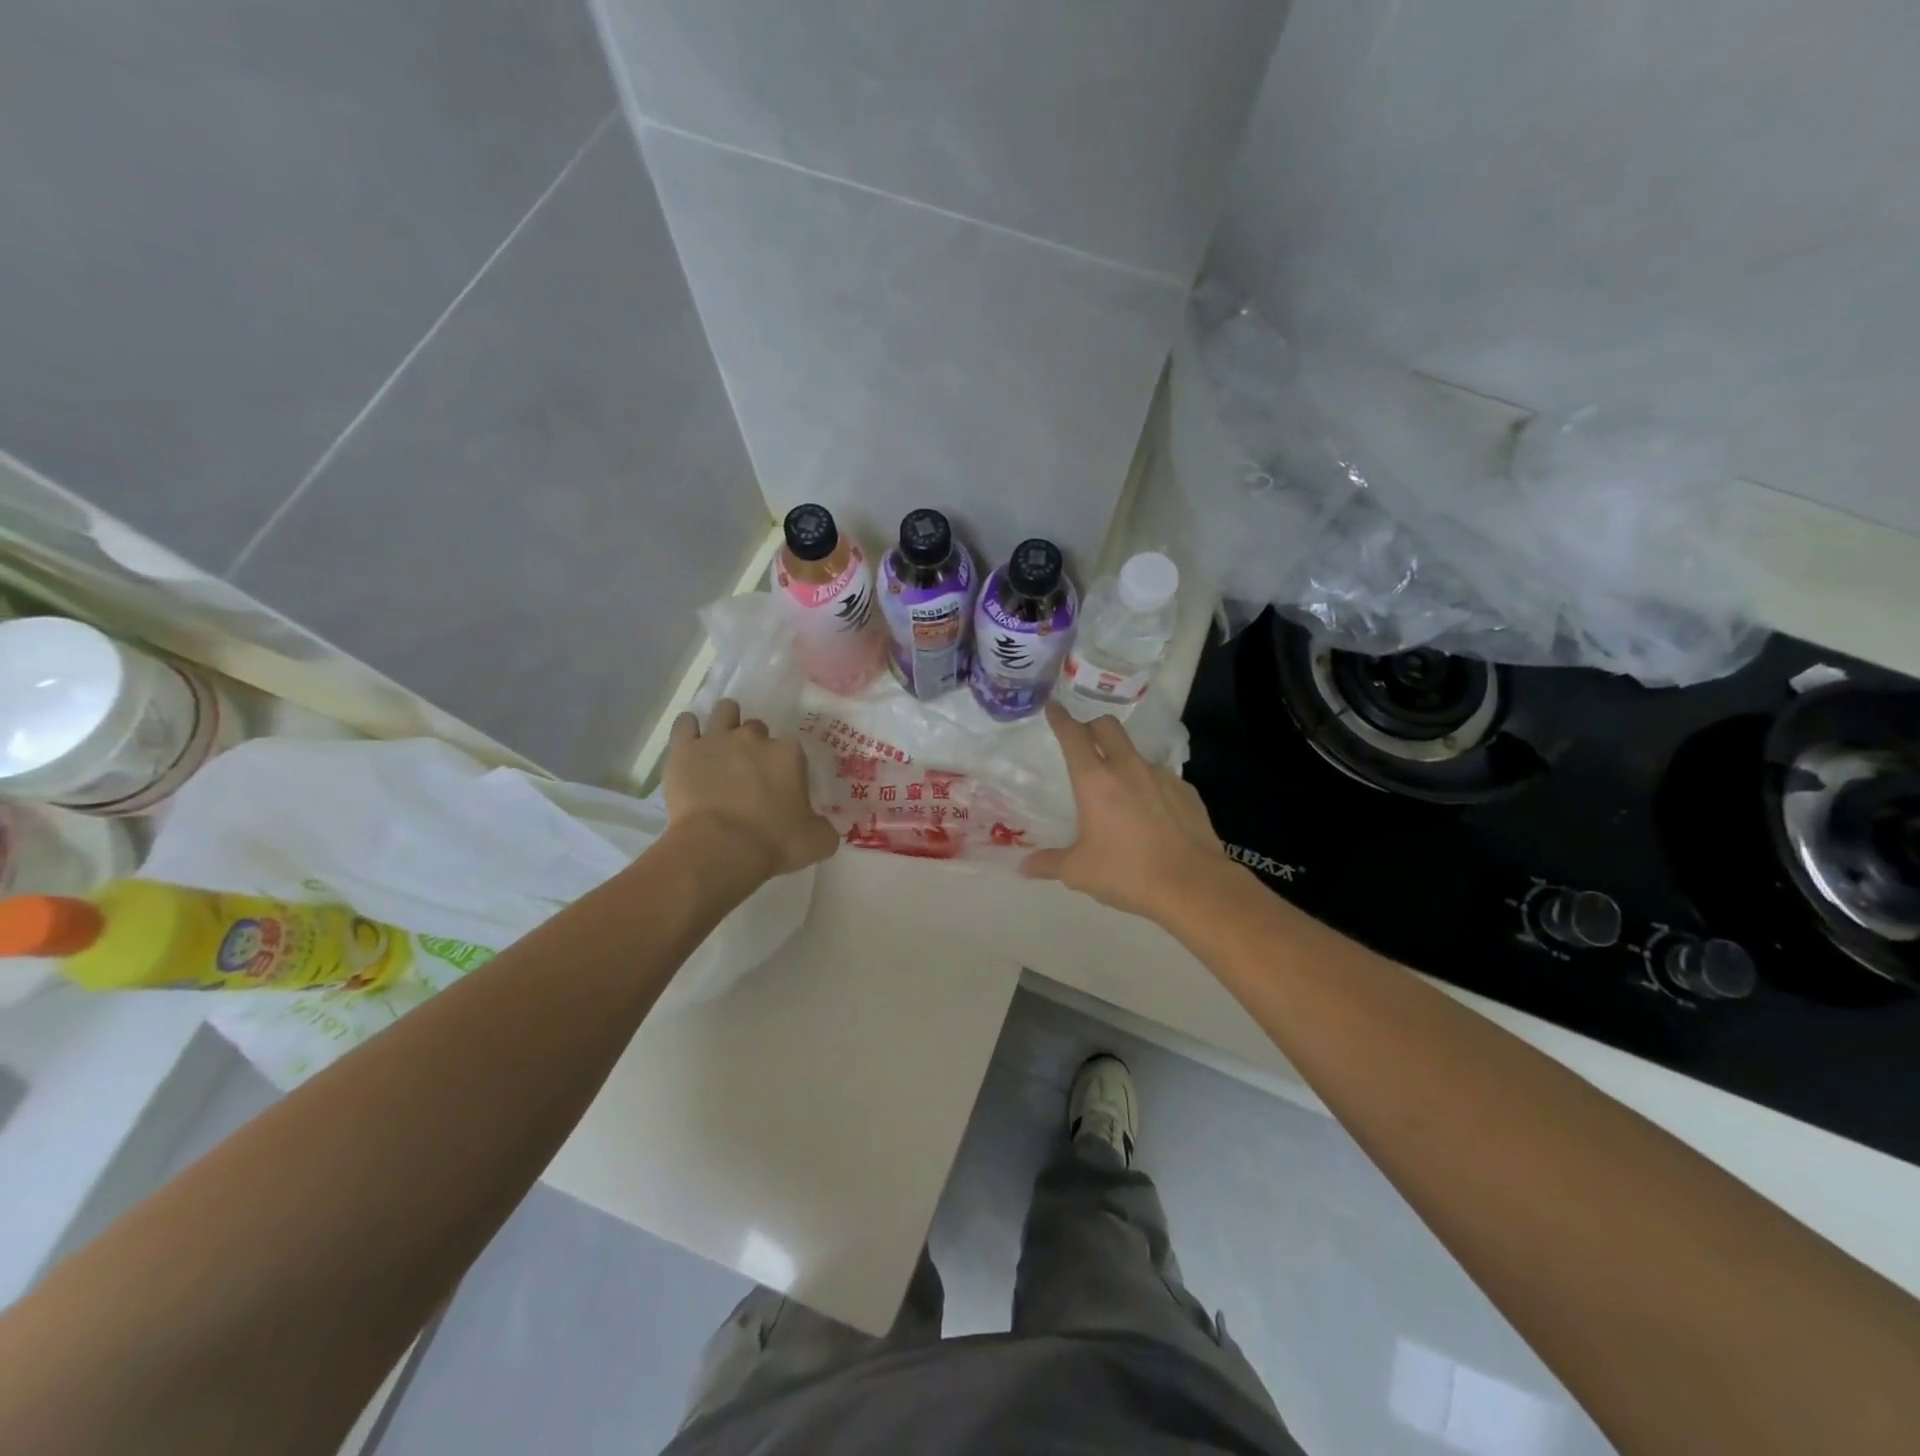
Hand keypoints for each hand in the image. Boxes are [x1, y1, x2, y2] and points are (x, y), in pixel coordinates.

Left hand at [664, 700, 838, 878]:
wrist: (720, 849)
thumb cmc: (774, 844)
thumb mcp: (817, 841)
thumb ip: (823, 827)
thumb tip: (819, 825)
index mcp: (789, 754)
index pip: (791, 747)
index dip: (785, 766)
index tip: (781, 786)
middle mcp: (754, 738)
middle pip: (756, 728)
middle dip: (754, 745)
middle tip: (749, 772)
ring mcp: (717, 739)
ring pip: (724, 711)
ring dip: (726, 722)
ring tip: (722, 744)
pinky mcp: (684, 750)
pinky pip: (685, 724)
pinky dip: (689, 728)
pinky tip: (692, 743)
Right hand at [1021, 703, 1234, 921]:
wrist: (1194, 886)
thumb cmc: (1127, 873)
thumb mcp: (1079, 872)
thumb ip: (1048, 864)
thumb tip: (1024, 867)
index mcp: (1095, 781)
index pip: (1073, 735)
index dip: (1060, 718)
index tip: (1053, 708)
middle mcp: (1128, 768)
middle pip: (1107, 727)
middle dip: (1092, 726)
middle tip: (1084, 741)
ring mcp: (1162, 776)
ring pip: (1136, 753)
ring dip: (1122, 760)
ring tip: (1120, 791)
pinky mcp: (1187, 791)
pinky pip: (1161, 778)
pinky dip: (1149, 787)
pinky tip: (1151, 814)